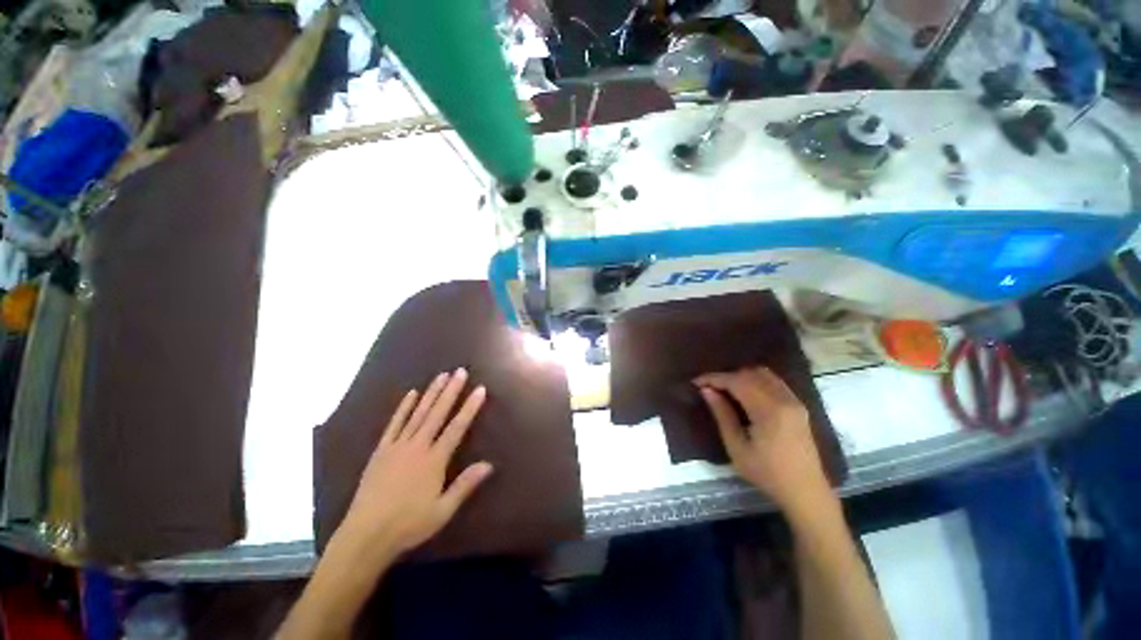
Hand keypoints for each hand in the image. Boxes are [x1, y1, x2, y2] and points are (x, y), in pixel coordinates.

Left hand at [339, 368, 493, 557]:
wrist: (365, 535)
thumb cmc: (408, 525)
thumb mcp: (442, 510)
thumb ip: (465, 485)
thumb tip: (489, 464)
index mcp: (434, 461)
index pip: (457, 427)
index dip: (469, 407)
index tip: (480, 389)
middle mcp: (417, 447)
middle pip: (437, 413)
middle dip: (450, 391)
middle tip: (460, 371)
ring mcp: (397, 446)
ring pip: (418, 413)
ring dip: (431, 393)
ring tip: (441, 376)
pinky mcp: (381, 450)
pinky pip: (394, 424)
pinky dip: (403, 408)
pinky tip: (411, 393)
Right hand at [695, 367, 834, 516]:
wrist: (805, 492)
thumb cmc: (767, 473)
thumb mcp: (737, 447)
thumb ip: (722, 415)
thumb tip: (706, 390)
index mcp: (769, 411)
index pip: (737, 382)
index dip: (714, 378)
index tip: (696, 382)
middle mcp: (784, 399)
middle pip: (750, 374)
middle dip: (726, 376)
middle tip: (709, 388)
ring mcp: (794, 401)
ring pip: (764, 374)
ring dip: (741, 377)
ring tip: (725, 390)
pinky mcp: (798, 405)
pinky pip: (774, 382)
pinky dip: (756, 381)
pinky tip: (745, 394)